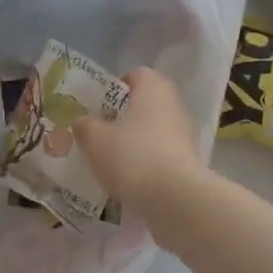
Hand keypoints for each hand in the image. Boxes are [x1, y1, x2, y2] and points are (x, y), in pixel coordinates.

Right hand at [73, 67, 205, 219]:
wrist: (175, 198)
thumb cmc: (132, 156)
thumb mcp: (95, 140)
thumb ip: (85, 126)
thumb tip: (82, 121)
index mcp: (153, 87)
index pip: (135, 75)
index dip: (114, 88)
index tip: (97, 107)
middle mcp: (174, 104)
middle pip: (145, 104)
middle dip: (123, 118)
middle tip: (98, 134)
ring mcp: (185, 133)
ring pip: (153, 130)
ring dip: (135, 142)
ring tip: (110, 161)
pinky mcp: (189, 161)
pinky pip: (162, 154)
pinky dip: (147, 163)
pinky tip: (129, 180)